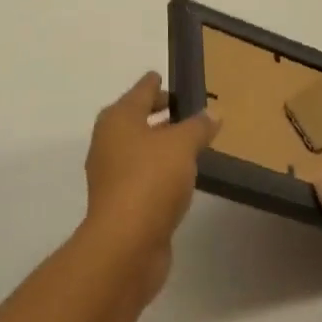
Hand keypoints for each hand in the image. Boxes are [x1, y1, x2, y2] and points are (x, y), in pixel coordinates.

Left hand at [82, 72, 217, 300]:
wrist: (126, 244)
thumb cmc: (151, 180)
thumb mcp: (183, 145)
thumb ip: (198, 127)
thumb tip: (211, 114)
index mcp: (118, 118)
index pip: (141, 90)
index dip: (155, 83)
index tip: (170, 77)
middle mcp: (109, 141)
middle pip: (137, 119)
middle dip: (161, 115)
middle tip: (190, 110)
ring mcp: (112, 174)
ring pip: (141, 149)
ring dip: (162, 145)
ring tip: (192, 143)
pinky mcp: (120, 203)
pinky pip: (144, 175)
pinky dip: (160, 171)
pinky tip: (182, 176)